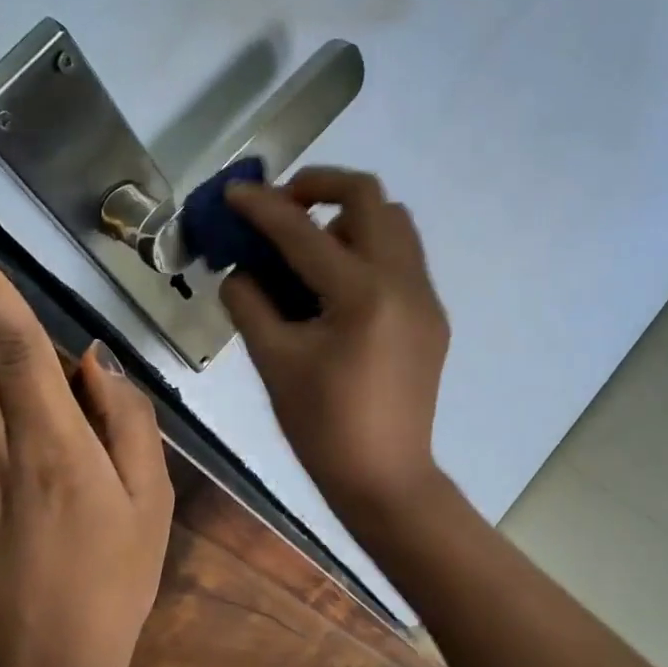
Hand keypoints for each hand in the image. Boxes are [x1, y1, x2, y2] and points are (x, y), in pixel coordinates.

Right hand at [220, 169, 450, 522]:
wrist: (386, 478)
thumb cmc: (323, 428)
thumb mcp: (274, 362)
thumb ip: (250, 303)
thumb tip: (240, 270)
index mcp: (362, 295)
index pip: (303, 231)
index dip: (262, 206)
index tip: (234, 192)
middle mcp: (404, 282)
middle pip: (369, 197)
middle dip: (319, 187)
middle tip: (283, 208)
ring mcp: (426, 298)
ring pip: (394, 223)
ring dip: (349, 217)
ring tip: (311, 247)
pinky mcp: (433, 317)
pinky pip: (403, 258)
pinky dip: (369, 249)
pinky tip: (339, 286)